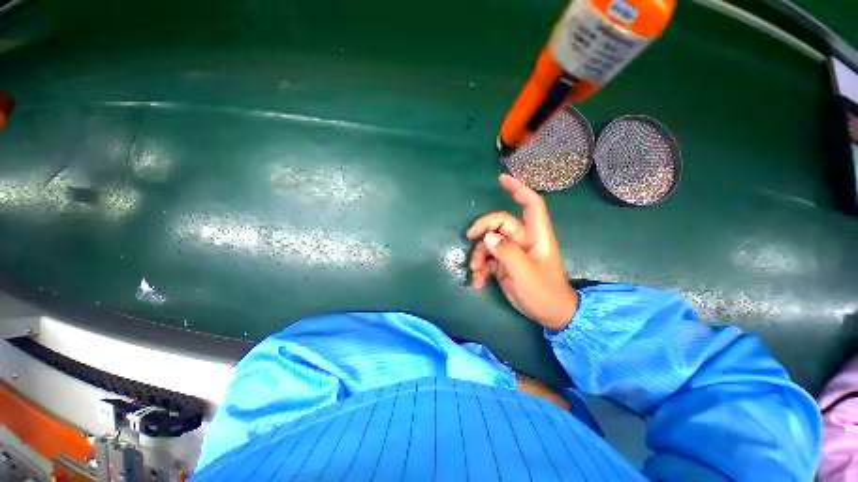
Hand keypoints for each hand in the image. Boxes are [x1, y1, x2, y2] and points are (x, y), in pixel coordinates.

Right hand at [467, 174, 578, 331]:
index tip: (501, 179)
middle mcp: (523, 240)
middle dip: (483, 230)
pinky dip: (480, 269)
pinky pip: (487, 259)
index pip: (531, 204)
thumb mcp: (524, 272)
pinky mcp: (503, 264)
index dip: (518, 189)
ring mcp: (512, 252)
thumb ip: (506, 251)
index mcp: (536, 235)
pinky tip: (478, 282)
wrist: (549, 315)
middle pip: (499, 224)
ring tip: (476, 271)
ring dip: (479, 256)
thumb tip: (487, 237)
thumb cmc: (544, 292)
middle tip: (470, 238)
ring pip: (489, 243)